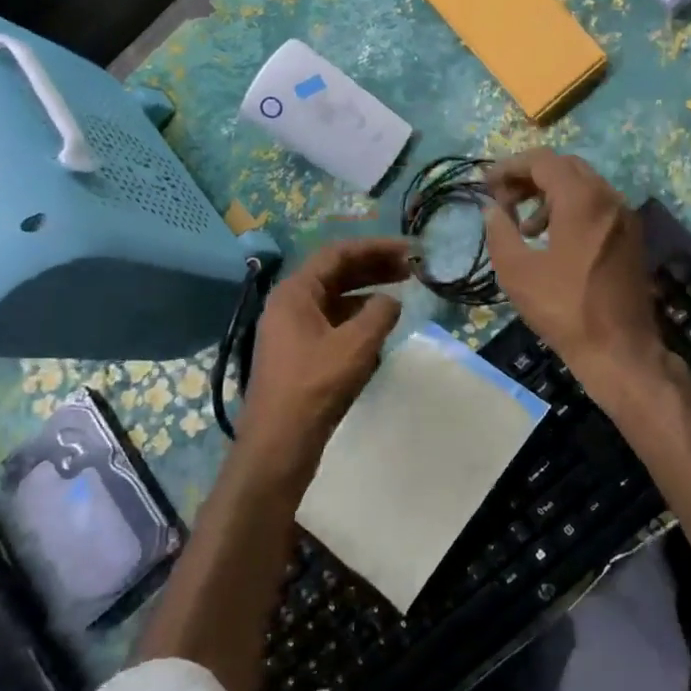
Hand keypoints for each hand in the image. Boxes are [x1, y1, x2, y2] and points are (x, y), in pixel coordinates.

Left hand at [236, 237, 411, 474]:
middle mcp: (289, 304)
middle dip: (374, 268)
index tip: (409, 251)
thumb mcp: (356, 345)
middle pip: (335, 274)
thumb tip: (391, 301)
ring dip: (367, 294)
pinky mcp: (299, 353)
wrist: (280, 442)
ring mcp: (292, 330)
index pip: (338, 254)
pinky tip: (380, 329)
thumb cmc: (315, 386)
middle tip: (411, 269)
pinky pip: (332, 323)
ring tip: (401, 295)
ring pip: (335, 300)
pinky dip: (357, 319)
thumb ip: (379, 314)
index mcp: (295, 292)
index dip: (375, 248)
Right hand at [483, 150, 670, 401]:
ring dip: (550, 195)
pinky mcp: (631, 238)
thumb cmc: (565, 309)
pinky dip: (571, 210)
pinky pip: (597, 207)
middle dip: (531, 177)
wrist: (620, 349)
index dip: (510, 167)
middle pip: (566, 167)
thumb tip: (493, 210)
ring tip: (524, 226)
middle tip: (503, 199)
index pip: (543, 161)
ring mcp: (625, 218)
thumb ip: (500, 232)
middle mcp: (609, 199)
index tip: (486, 184)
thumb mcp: (517, 272)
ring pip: (583, 186)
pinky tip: (552, 241)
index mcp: (583, 200)